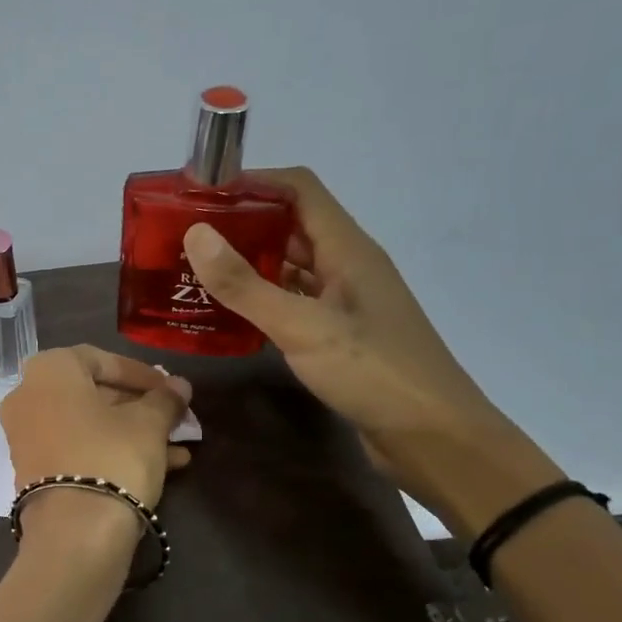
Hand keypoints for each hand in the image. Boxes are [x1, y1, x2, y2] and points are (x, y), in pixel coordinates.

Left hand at [0, 346, 191, 542]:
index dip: (142, 374)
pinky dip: (112, 451)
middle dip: (138, 406)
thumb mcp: (148, 424)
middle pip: (92, 393)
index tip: (171, 389)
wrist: (75, 533)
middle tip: (174, 417)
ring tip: (178, 446)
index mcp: (49, 370)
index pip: (102, 360)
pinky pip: (77, 449)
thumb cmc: (112, 457)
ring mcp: (26, 436)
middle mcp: (28, 396)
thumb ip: (164, 399)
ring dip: (132, 432)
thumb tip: (180, 386)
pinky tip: (162, 467)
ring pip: (88, 425)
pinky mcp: (33, 471)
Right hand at [183, 168, 560, 534]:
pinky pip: (291, 301)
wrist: (435, 440)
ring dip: (247, 263)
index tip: (201, 194)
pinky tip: (227, 313)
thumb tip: (196, 234)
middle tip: (185, 235)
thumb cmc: (375, 374)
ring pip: (289, 266)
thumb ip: (246, 285)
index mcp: (348, 249)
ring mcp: (344, 301)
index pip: (299, 189)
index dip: (253, 182)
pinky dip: (259, 299)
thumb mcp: (303, 327)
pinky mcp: (338, 334)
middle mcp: (347, 266)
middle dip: (240, 224)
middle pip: (290, 225)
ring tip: (195, 270)